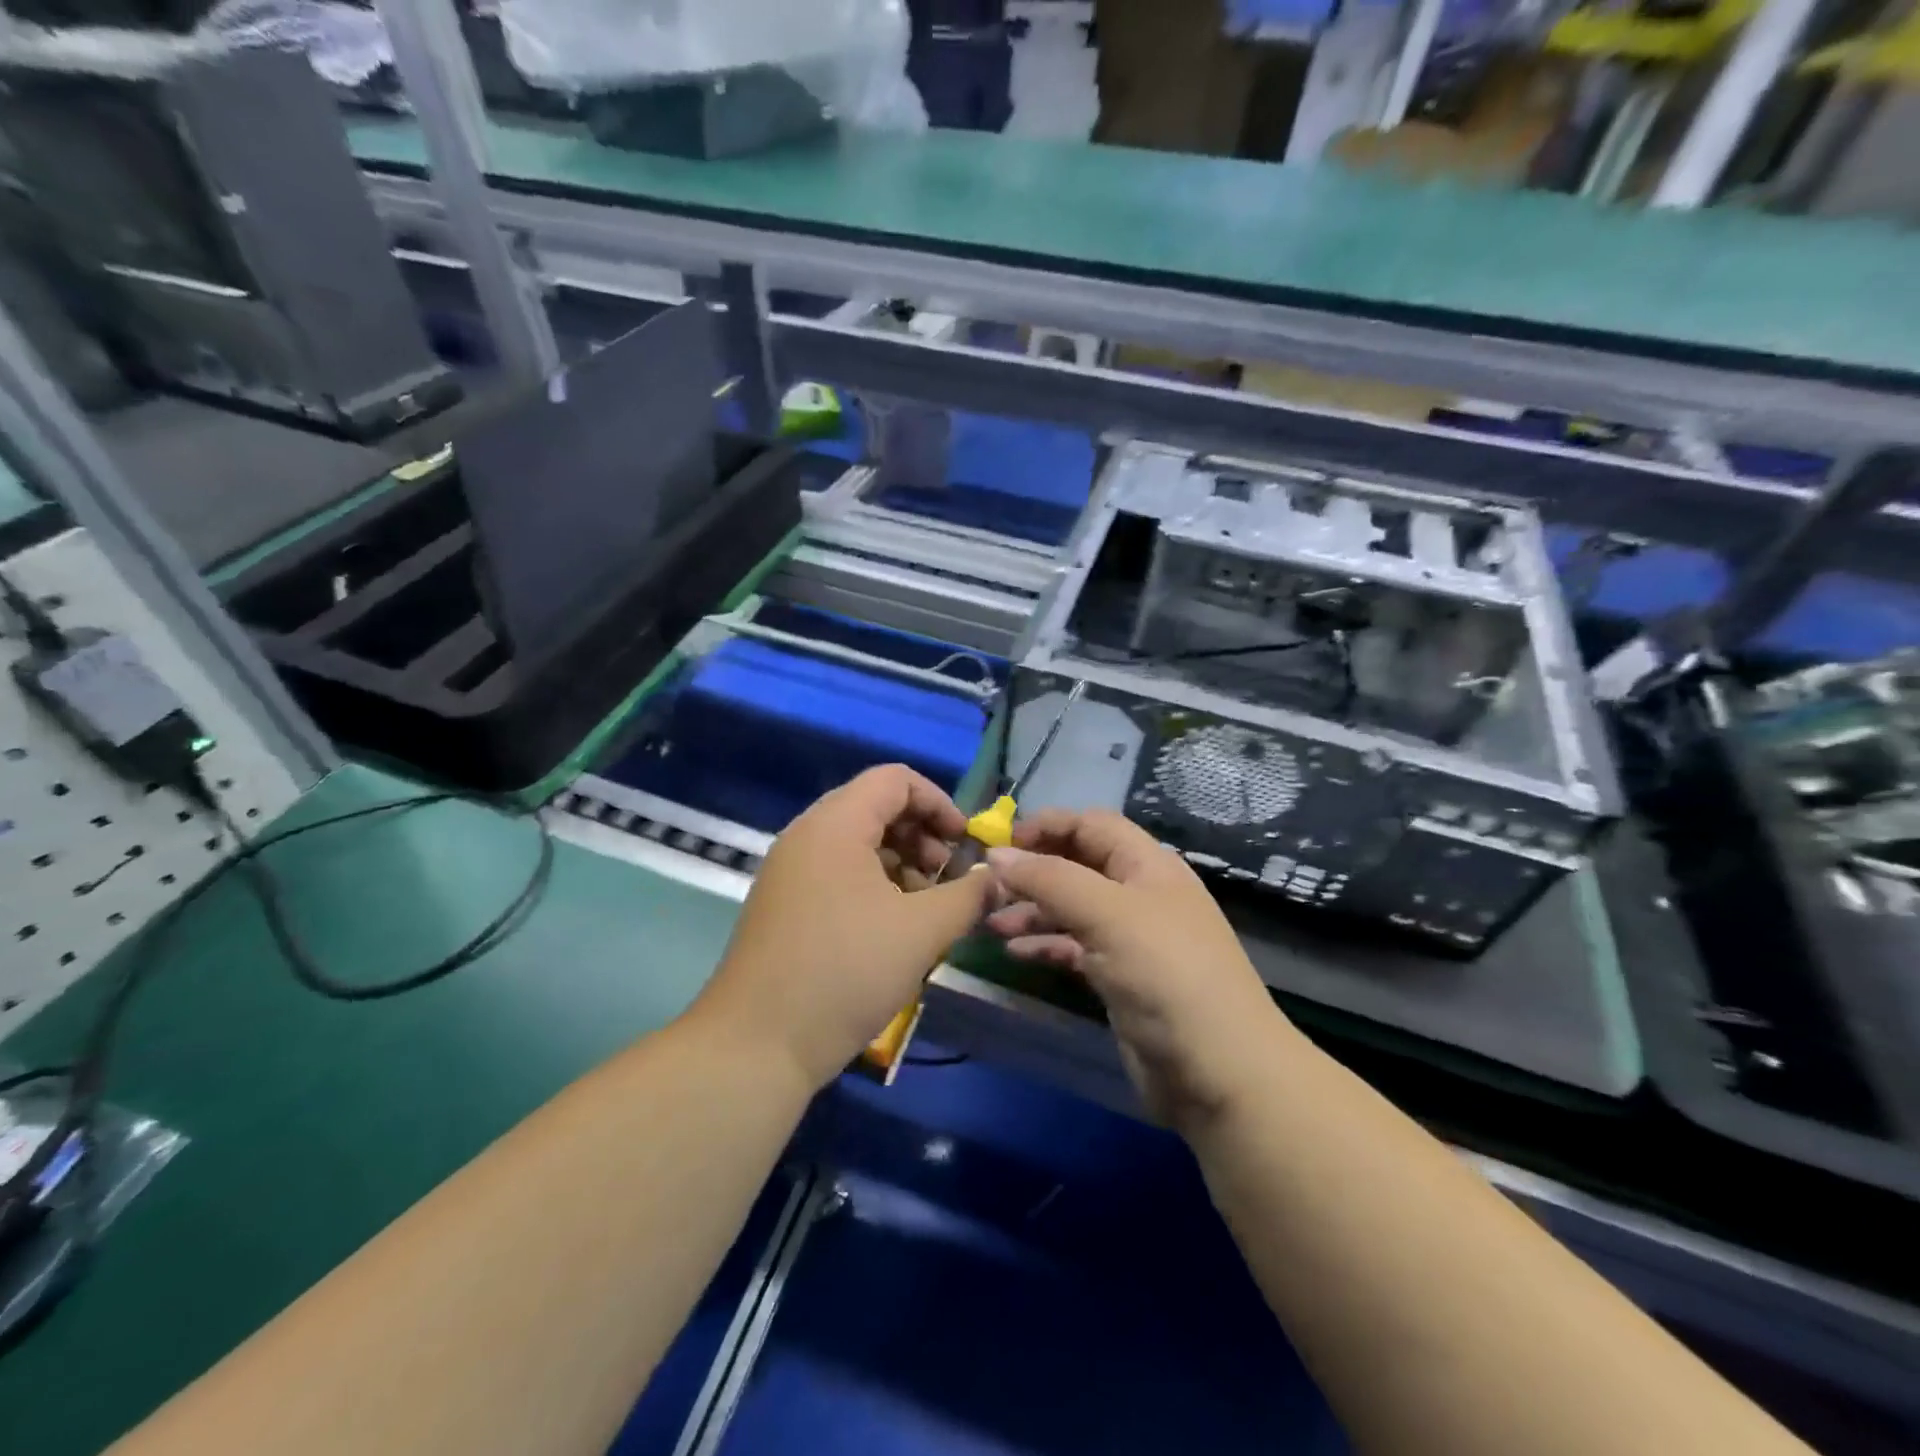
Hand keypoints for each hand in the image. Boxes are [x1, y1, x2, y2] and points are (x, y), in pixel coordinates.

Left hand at [695, 765, 993, 1089]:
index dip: (939, 802)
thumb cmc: (845, 972)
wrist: (756, 1046)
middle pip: (875, 807)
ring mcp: (790, 871)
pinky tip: (892, 928)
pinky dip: (873, 885)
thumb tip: (997, 879)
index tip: (966, 844)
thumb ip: (968, 895)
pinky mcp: (784, 905)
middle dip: (922, 835)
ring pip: (857, 843)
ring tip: (925, 908)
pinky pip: (837, 873)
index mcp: (834, 824)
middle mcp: (806, 836)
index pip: (895, 779)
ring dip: (900, 863)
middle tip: (947, 879)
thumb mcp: (922, 931)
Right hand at [985, 809, 1293, 1127]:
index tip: (999, 843)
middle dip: (1033, 870)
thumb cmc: (1166, 974)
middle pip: (1077, 865)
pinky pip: (1074, 948)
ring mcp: (1130, 938)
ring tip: (990, 922)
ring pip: (1071, 908)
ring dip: (1032, 910)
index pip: (1091, 825)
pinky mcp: (1120, 978)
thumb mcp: (1108, 914)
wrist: (1220, 1073)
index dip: (1047, 826)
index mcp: (1147, 865)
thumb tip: (995, 855)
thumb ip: (1050, 879)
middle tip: (986, 885)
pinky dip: (1045, 945)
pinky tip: (1014, 952)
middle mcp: (1139, 894)